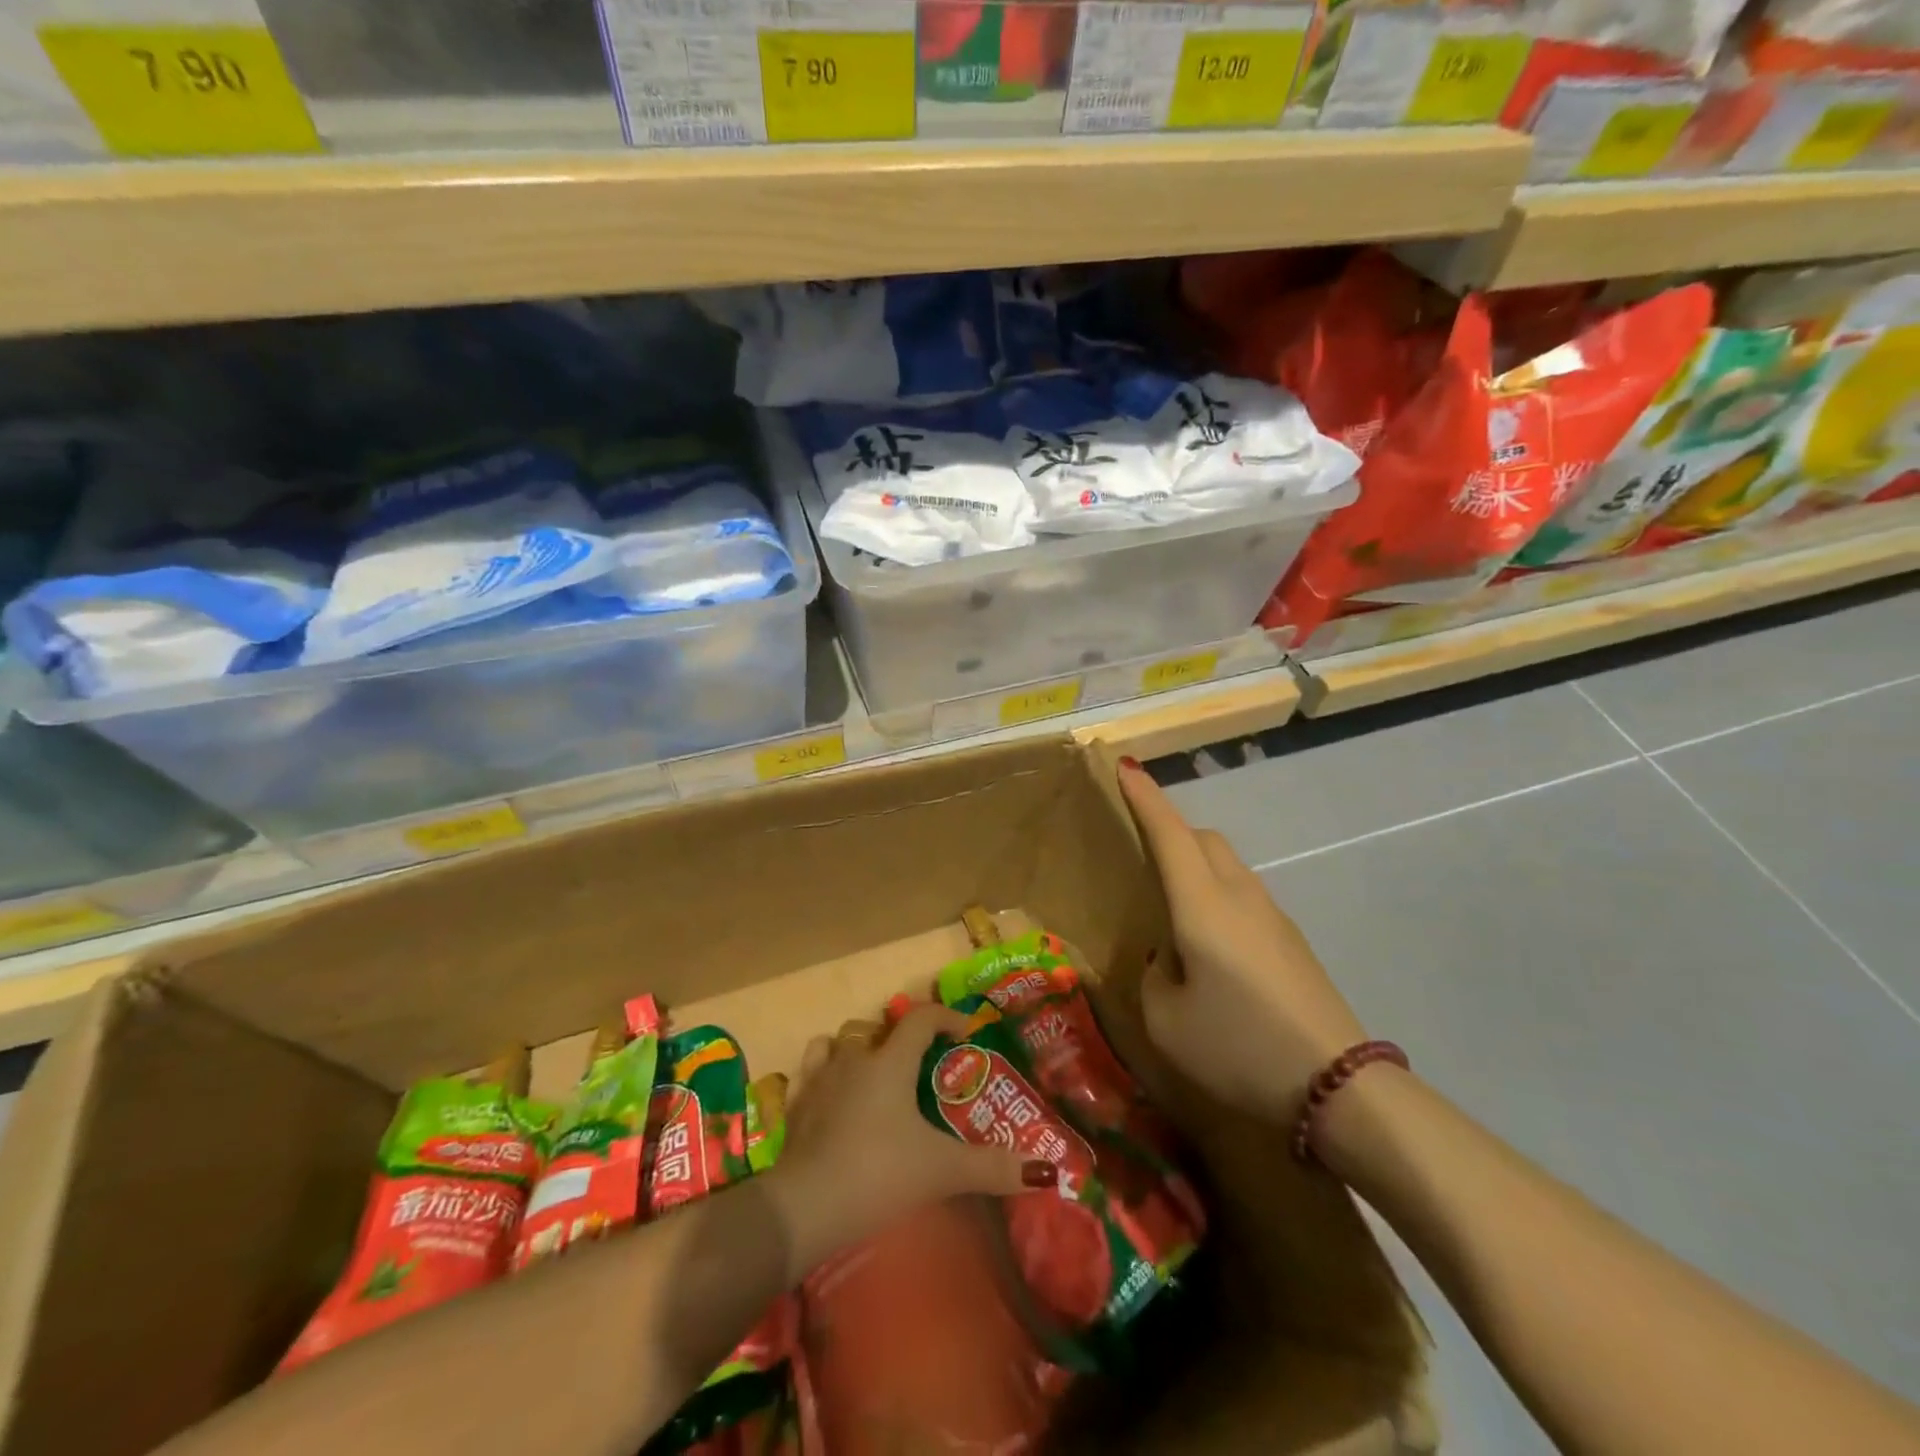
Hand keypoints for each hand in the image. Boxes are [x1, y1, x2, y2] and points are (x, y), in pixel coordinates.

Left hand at [768, 1005, 1047, 1280]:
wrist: (804, 1207)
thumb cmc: (878, 1174)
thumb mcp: (941, 1171)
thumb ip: (992, 1168)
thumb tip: (1046, 1171)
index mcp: (890, 1062)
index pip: (921, 1019)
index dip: (946, 1017)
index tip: (964, 1032)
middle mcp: (854, 1058)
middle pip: (876, 1027)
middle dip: (898, 1036)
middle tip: (917, 1064)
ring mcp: (819, 1078)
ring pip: (837, 1042)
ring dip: (855, 1048)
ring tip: (872, 1073)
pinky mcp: (794, 1104)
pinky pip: (808, 1071)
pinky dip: (822, 1073)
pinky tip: (831, 1095)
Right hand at [1117, 757, 1367, 1123]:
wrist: (1337, 1085)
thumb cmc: (1238, 1047)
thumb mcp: (1166, 1022)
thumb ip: (1154, 977)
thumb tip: (1169, 959)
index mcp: (1202, 905)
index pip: (1169, 833)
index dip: (1145, 798)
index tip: (1126, 767)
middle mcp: (1239, 895)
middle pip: (1204, 839)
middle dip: (1171, 830)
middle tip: (1141, 852)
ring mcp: (1273, 916)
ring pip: (1227, 867)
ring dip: (1196, 866)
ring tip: (1172, 908)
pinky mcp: (1291, 941)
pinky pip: (1244, 896)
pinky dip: (1217, 897)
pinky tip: (1210, 947)